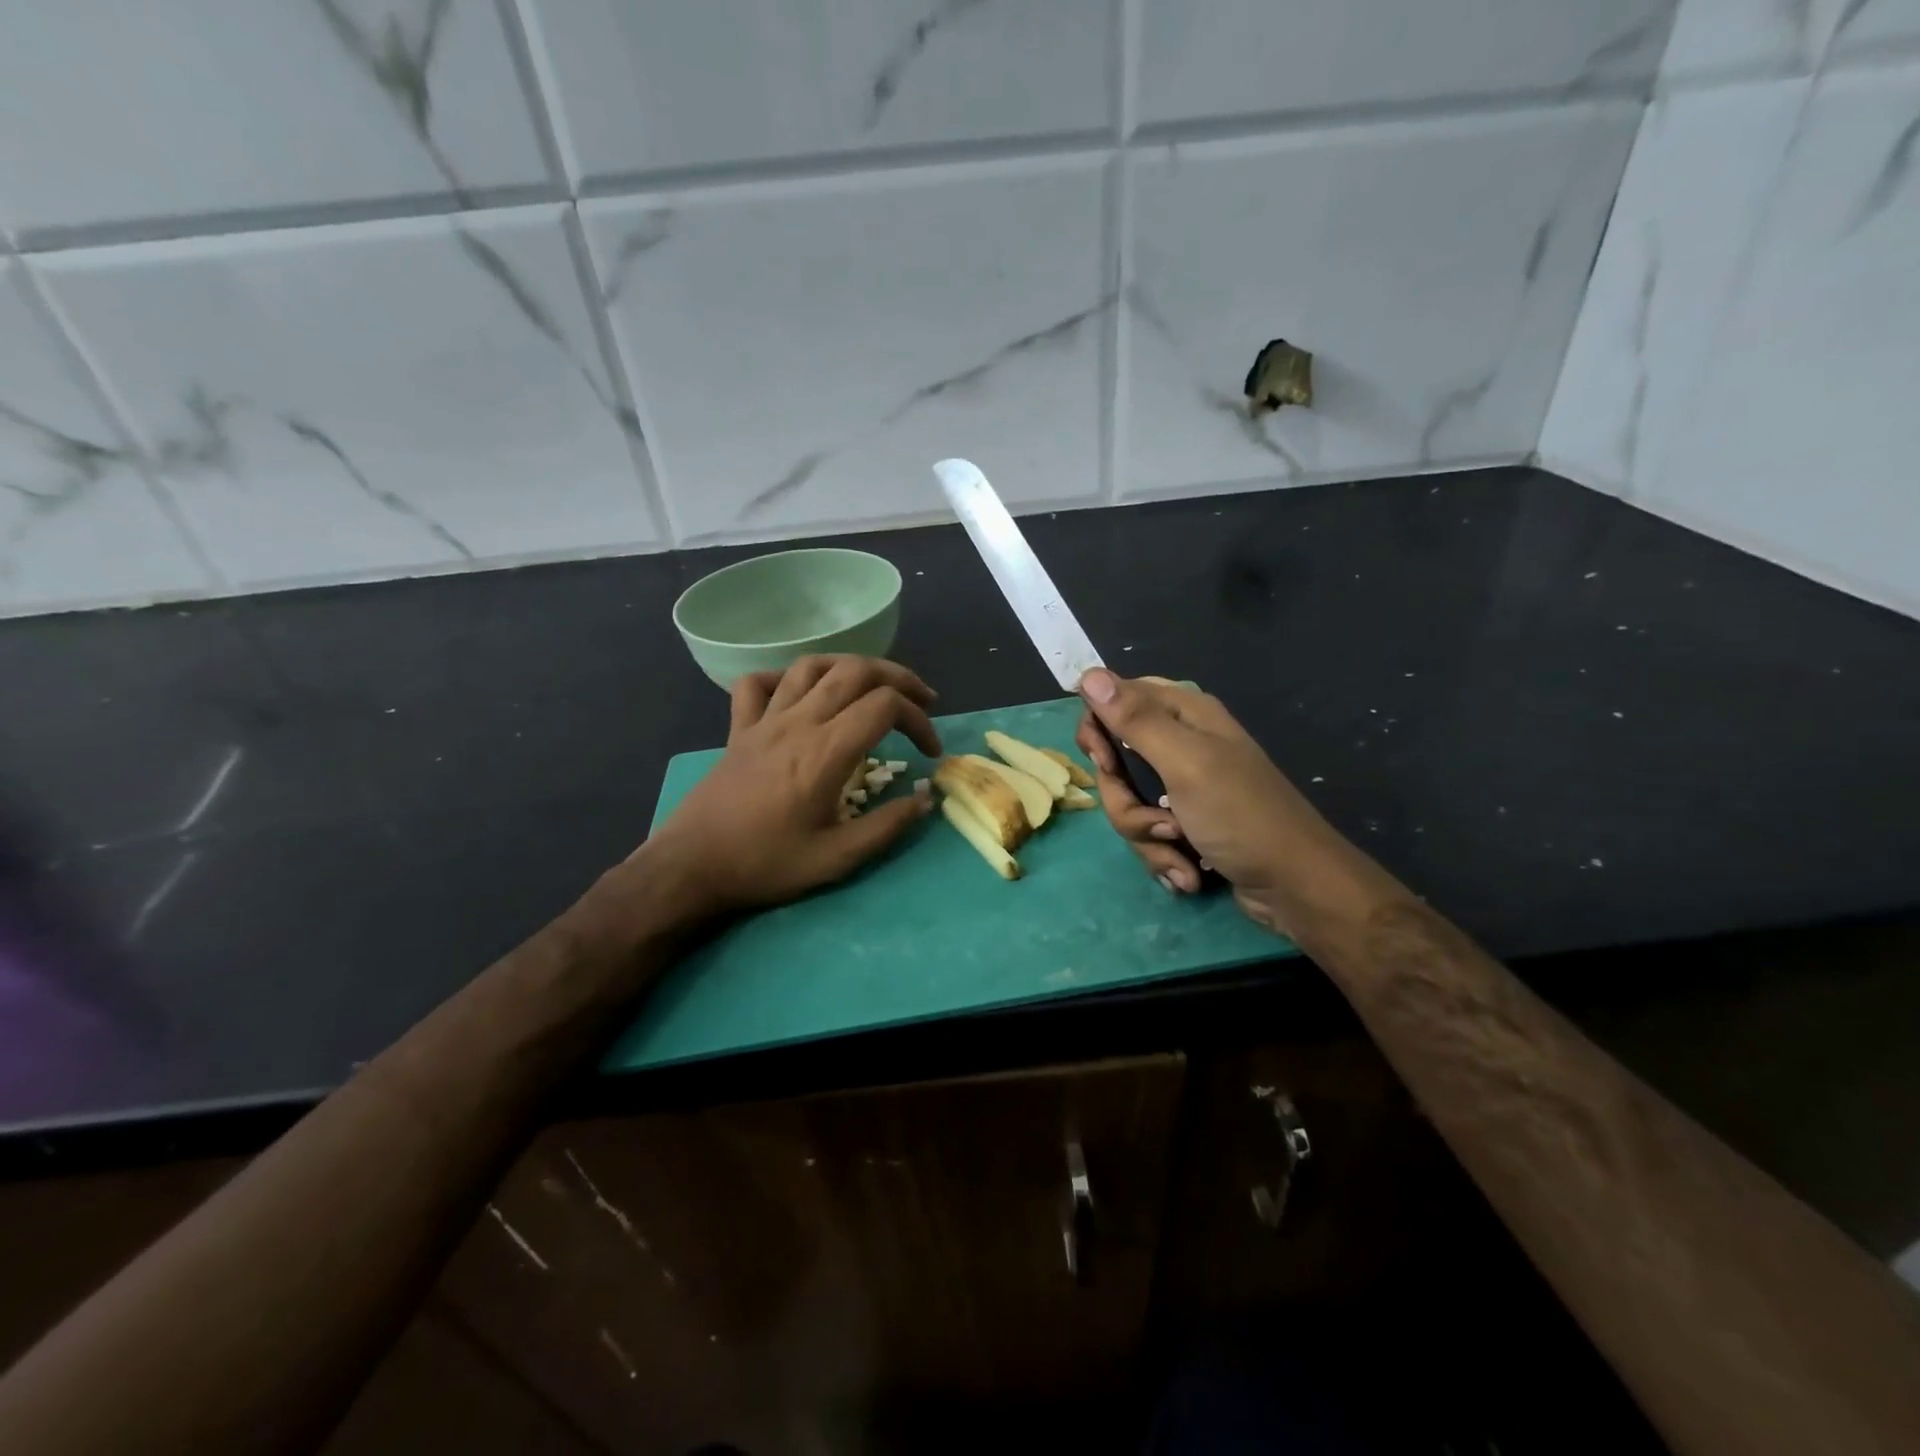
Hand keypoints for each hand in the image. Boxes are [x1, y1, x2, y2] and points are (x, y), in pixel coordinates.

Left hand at [648, 656, 940, 917]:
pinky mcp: (739, 729)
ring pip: (812, 665)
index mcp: (827, 751)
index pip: (886, 705)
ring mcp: (765, 720)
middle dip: (898, 678)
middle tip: (921, 701)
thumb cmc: (765, 864)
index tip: (930, 752)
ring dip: (851, 667)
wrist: (692, 866)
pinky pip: (759, 684)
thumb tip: (924, 800)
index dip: (919, 720)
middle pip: (856, 670)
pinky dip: (785, 678)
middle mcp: (799, 722)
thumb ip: (886, 827)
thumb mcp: (836, 859)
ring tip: (872, 687)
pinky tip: (802, 695)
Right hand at [1075, 670, 1342, 934]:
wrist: (1294, 887)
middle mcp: (1180, 744)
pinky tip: (1188, 872)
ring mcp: (1183, 788)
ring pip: (1128, 804)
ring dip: (1148, 837)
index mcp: (1184, 714)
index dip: (1100, 730)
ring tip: (1180, 851)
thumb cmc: (1241, 815)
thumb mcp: (1184, 762)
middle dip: (1127, 802)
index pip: (1116, 700)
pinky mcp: (1186, 824)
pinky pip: (1148, 833)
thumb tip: (1087, 674)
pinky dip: (1163, 856)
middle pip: (1116, 762)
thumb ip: (1134, 720)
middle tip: (1158, 820)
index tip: (1105, 762)